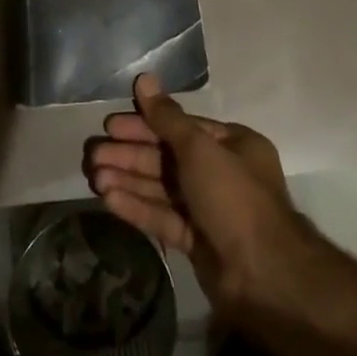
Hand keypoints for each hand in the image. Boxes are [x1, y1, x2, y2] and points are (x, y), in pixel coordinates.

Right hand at [84, 73, 306, 317]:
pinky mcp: (197, 241)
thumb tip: (144, 79)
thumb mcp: (199, 149)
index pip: (180, 128)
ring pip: (161, 188)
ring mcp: (209, 209)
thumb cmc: (233, 197)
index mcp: (232, 145)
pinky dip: (137, 207)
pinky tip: (109, 200)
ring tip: (93, 177)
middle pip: (167, 158)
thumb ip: (166, 118)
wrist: (263, 276)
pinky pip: (163, 217)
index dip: (144, 125)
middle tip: (93, 154)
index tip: (111, 125)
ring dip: (128, 181)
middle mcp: (222, 173)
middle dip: (130, 156)